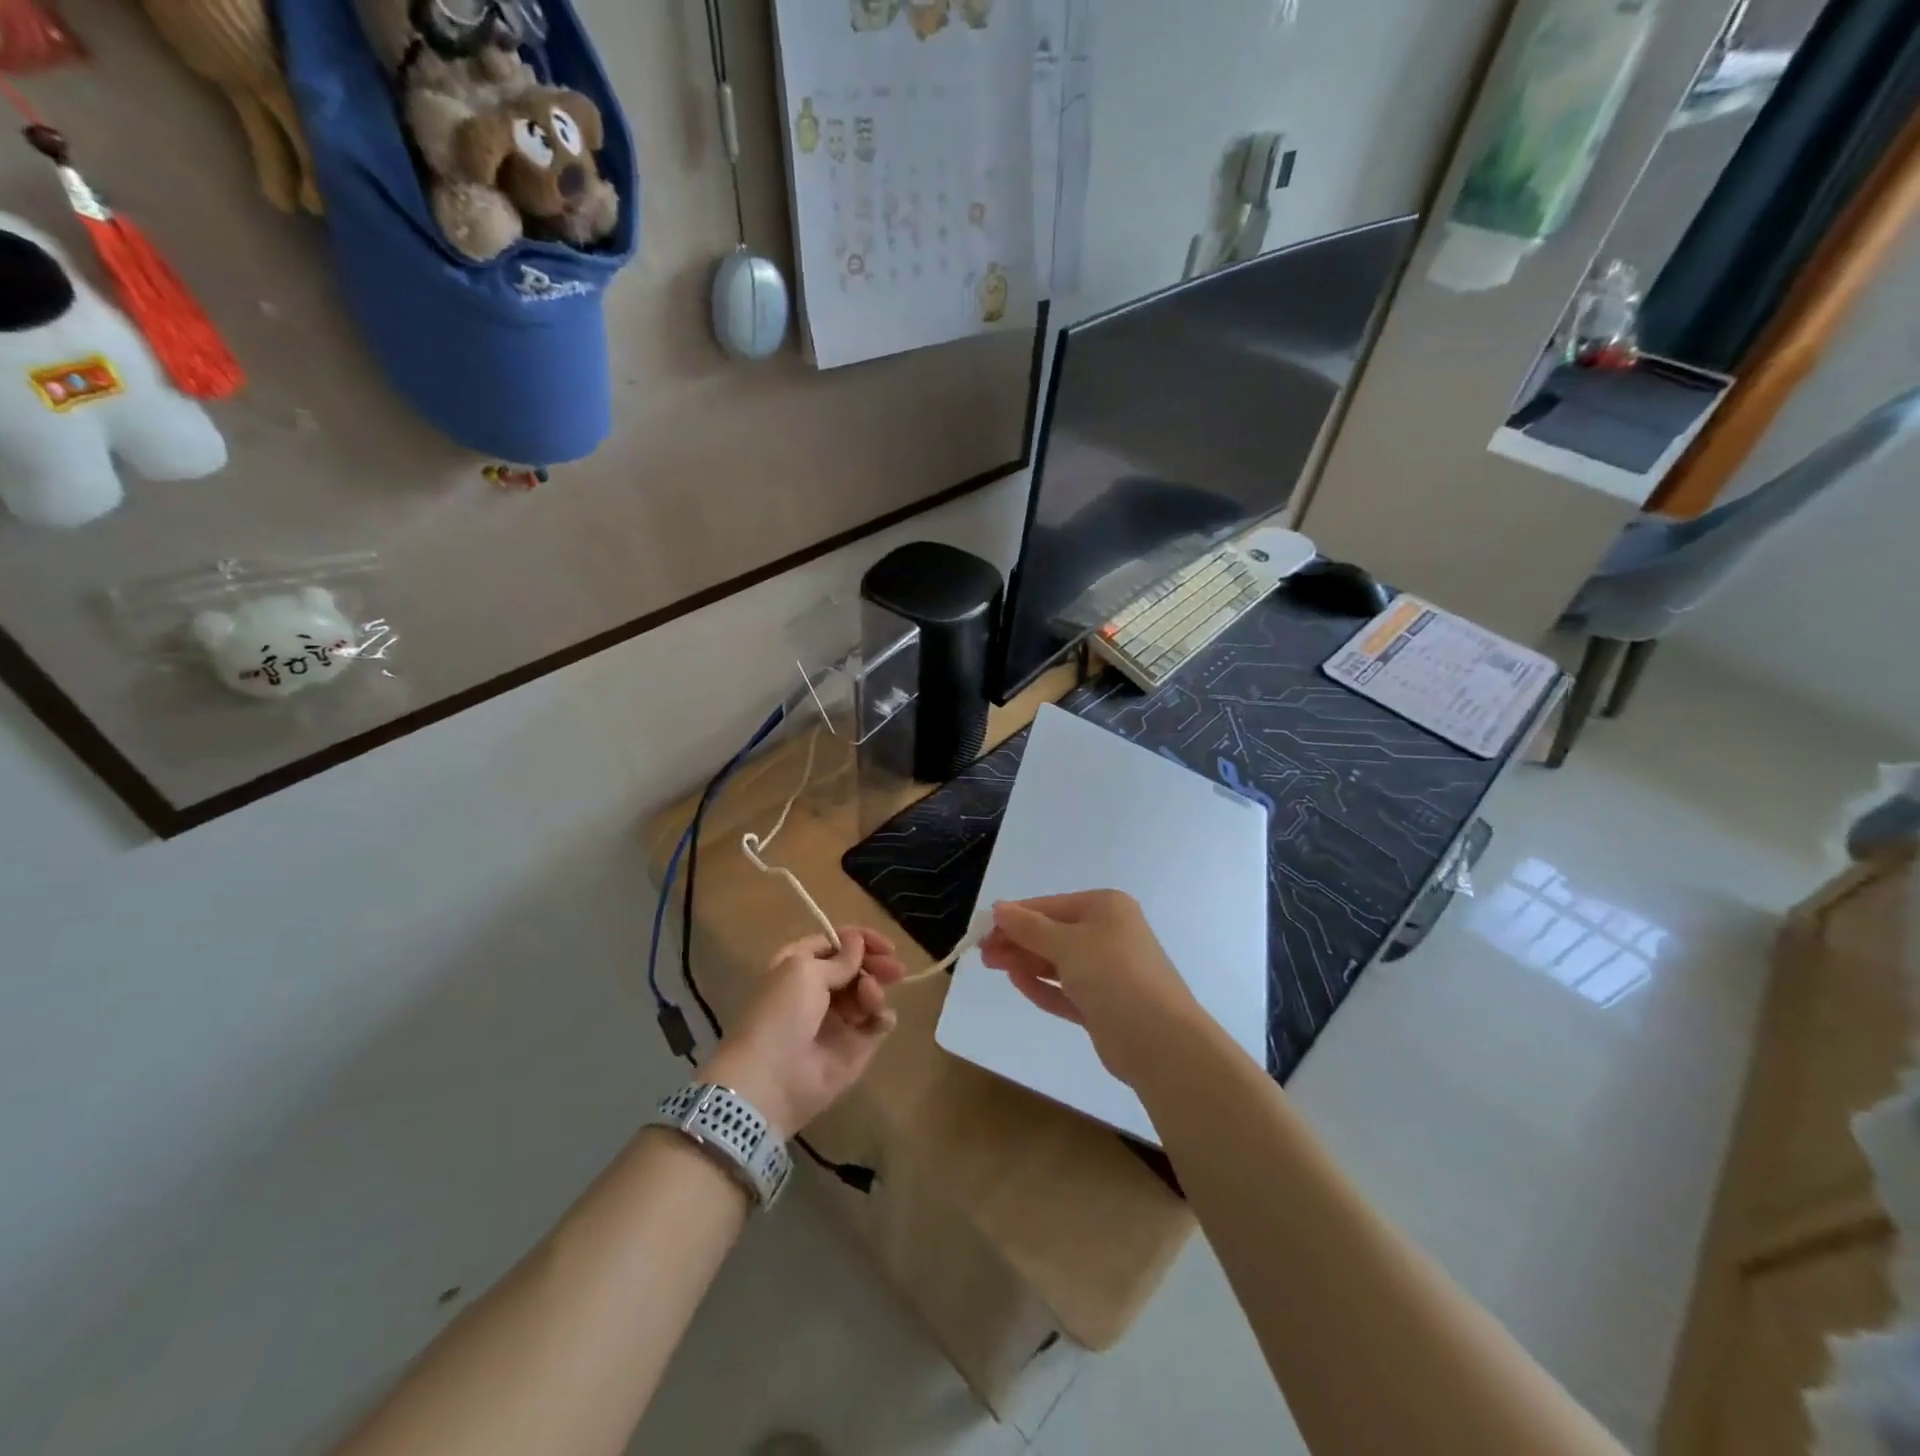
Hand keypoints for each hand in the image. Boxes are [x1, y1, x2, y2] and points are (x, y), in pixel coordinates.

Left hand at [706, 927, 904, 1137]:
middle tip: (894, 970)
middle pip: (857, 967)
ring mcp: (839, 1019)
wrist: (772, 1079)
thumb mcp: (805, 971)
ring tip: (869, 997)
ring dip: (874, 989)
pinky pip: (878, 1023)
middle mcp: (819, 990)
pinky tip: (879, 1018)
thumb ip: (839, 958)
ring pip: (869, 992)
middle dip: (876, 964)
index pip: (836, 944)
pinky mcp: (856, 1046)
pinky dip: (883, 1016)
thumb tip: (857, 941)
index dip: (860, 940)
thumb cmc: (783, 1013)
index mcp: (800, 966)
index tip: (884, 945)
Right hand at [978, 890, 1203, 1086]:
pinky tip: (1017, 981)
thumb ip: (1030, 927)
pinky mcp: (1103, 1005)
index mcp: (1106, 908)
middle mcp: (1109, 934)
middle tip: (982, 952)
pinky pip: (1066, 989)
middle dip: (1017, 940)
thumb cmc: (1113, 975)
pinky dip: (1042, 985)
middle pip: (1052, 933)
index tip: (982, 928)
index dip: (1015, 916)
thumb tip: (999, 908)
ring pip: (1057, 962)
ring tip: (991, 965)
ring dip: (1025, 961)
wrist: (1159, 1040)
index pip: (1050, 906)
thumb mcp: (1067, 944)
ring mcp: (1108, 971)